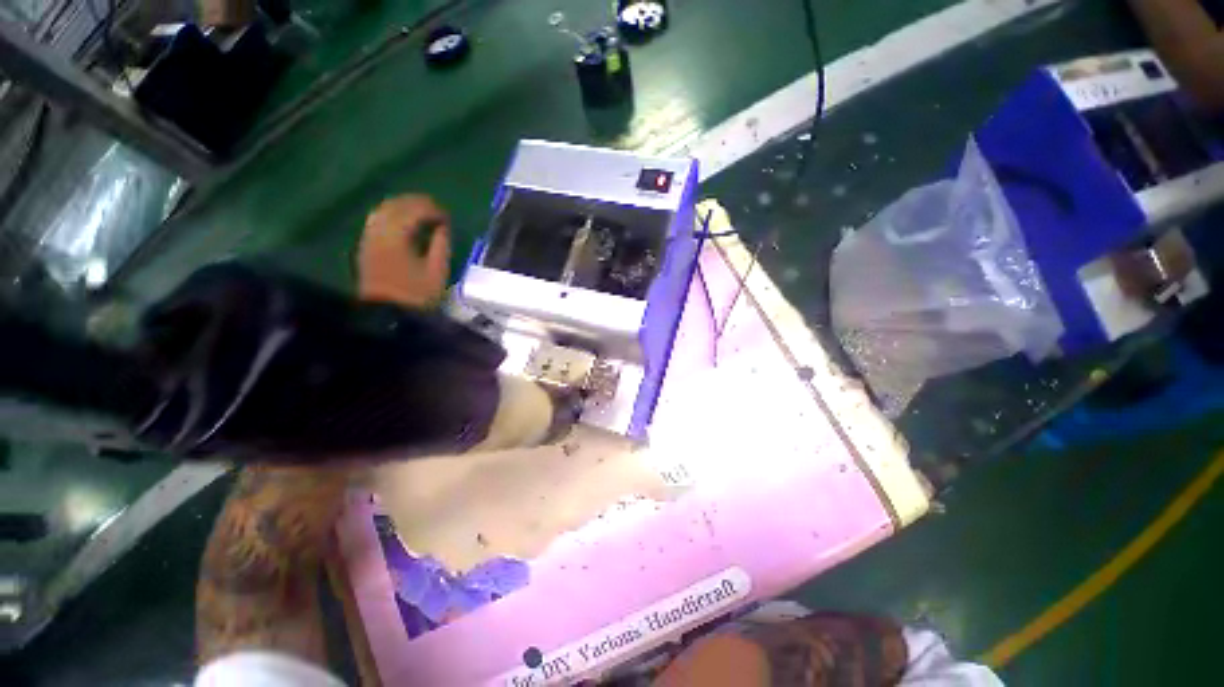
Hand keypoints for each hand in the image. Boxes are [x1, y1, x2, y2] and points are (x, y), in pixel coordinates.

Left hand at [357, 194, 451, 307]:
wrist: (387, 314)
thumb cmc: (417, 295)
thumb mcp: (437, 272)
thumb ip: (441, 245)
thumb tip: (443, 227)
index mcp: (397, 237)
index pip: (414, 212)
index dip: (432, 210)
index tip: (447, 216)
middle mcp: (378, 232)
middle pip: (395, 205)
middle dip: (416, 202)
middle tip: (435, 208)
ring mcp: (369, 238)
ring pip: (382, 210)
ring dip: (401, 206)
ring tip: (419, 211)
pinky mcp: (365, 246)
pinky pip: (376, 220)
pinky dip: (391, 215)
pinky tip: (402, 222)